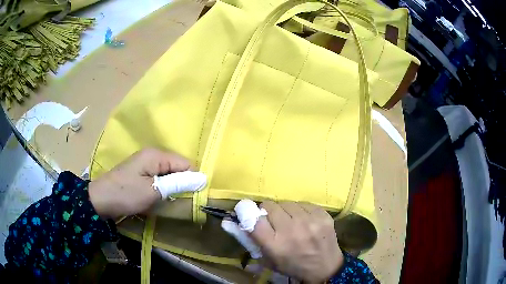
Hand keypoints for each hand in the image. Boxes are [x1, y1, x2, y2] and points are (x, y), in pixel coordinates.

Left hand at [88, 148, 197, 218]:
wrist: (100, 200)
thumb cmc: (126, 194)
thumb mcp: (153, 191)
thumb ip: (177, 183)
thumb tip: (202, 178)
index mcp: (156, 155)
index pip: (185, 163)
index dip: (192, 179)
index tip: (194, 196)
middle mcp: (151, 155)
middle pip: (177, 167)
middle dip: (182, 183)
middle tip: (182, 200)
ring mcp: (144, 163)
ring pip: (168, 173)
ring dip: (172, 186)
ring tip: (171, 200)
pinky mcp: (140, 172)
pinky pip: (158, 177)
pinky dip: (162, 187)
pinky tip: (160, 197)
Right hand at [251, 201, 343, 282]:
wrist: (325, 268)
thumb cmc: (293, 266)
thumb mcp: (269, 259)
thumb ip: (255, 240)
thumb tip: (243, 218)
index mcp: (275, 244)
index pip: (254, 219)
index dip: (252, 214)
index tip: (255, 215)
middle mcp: (291, 230)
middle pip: (271, 206)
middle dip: (269, 211)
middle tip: (274, 219)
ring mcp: (309, 221)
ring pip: (288, 203)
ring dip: (286, 210)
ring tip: (291, 220)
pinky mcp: (323, 215)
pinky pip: (304, 203)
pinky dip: (301, 210)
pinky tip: (305, 220)